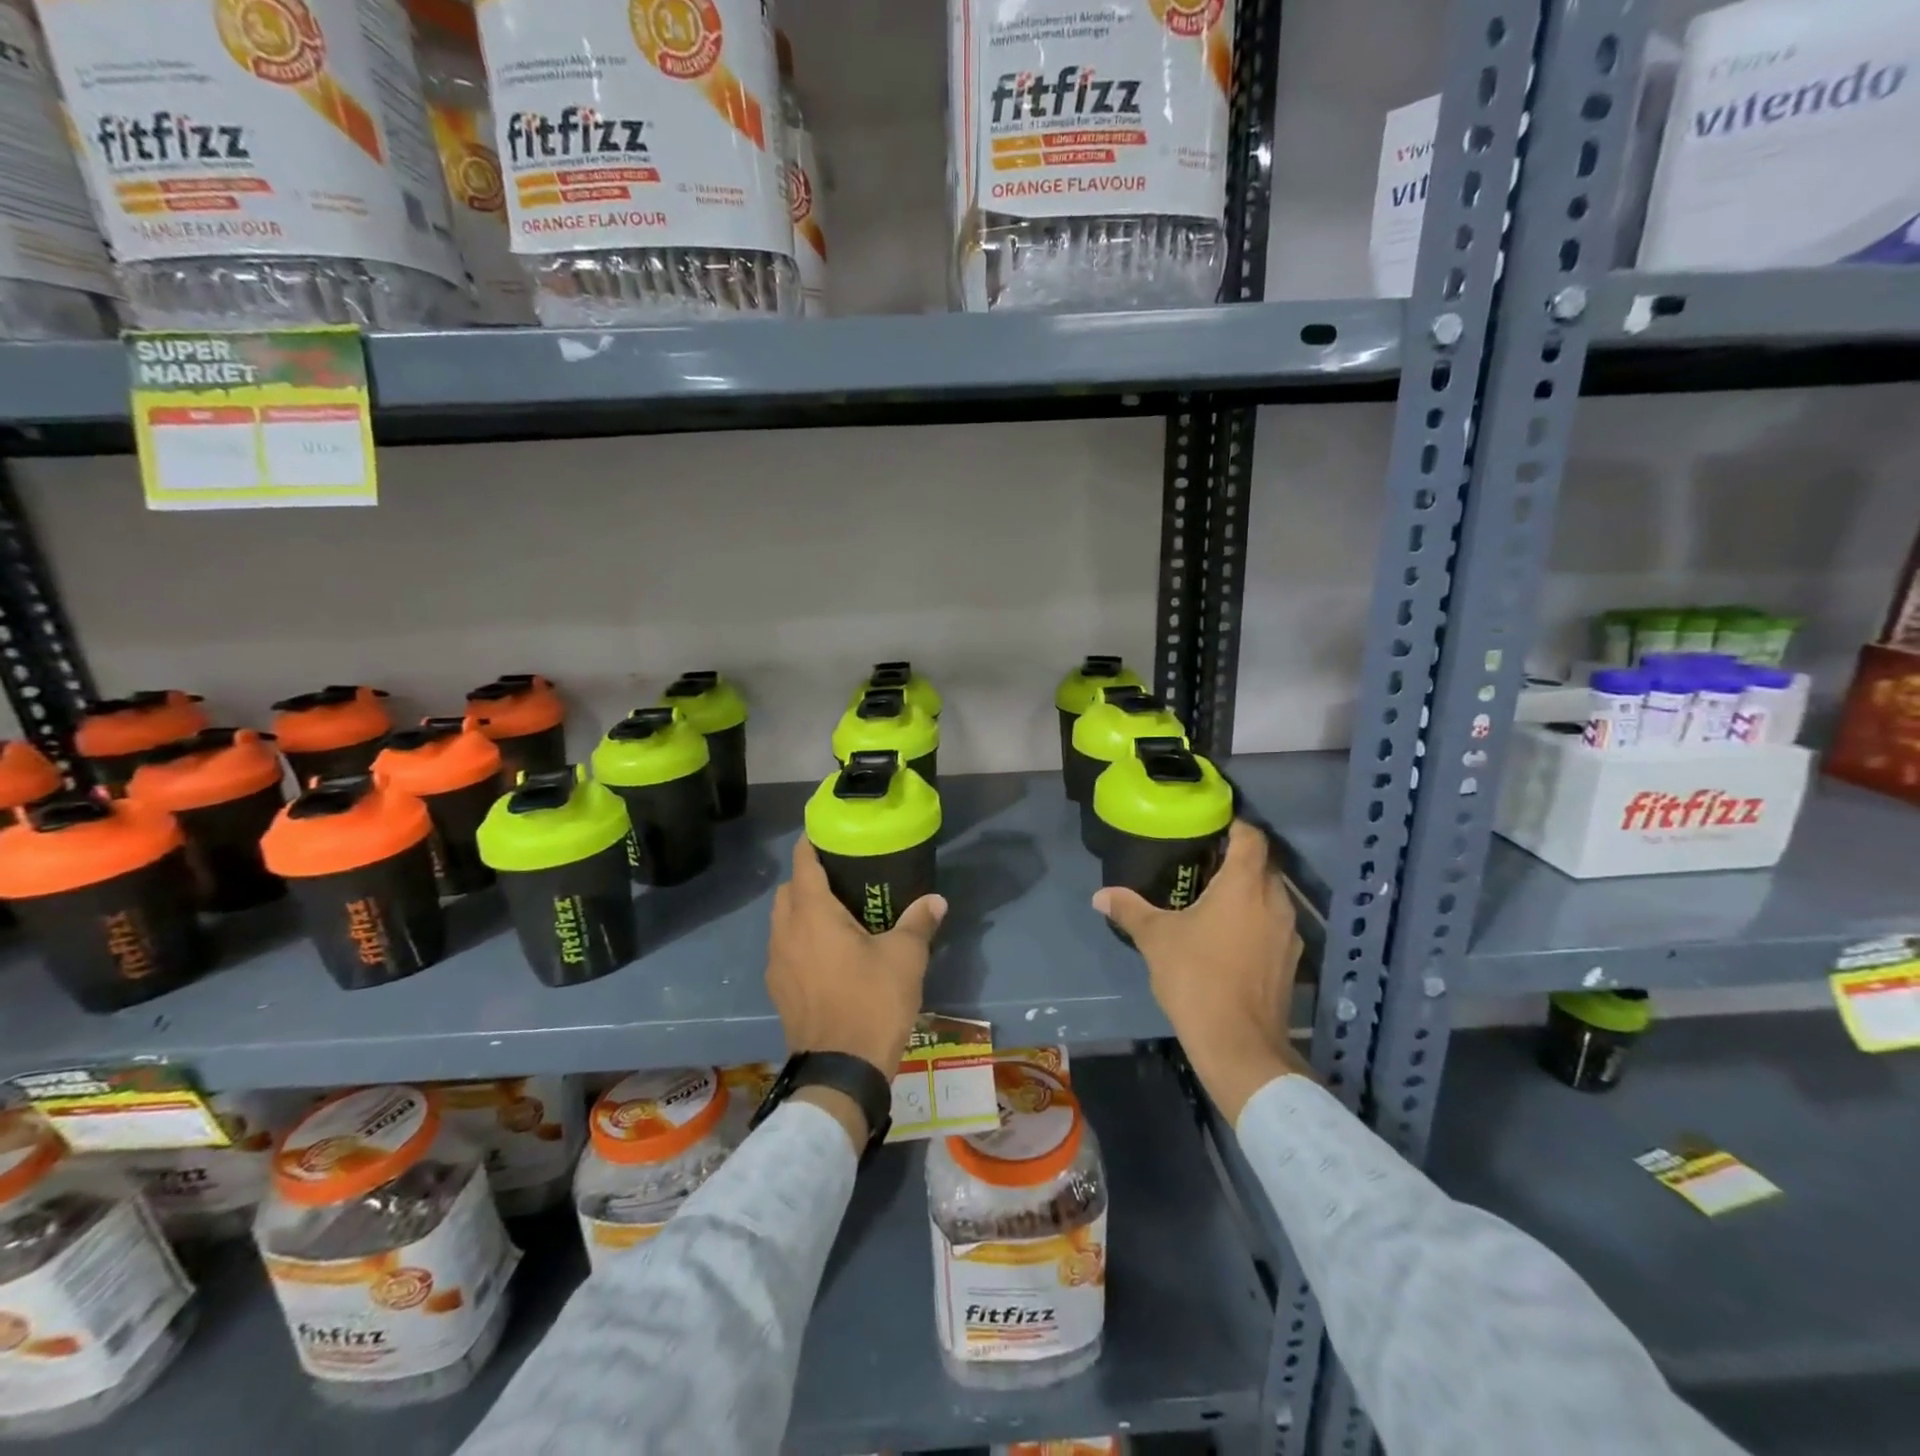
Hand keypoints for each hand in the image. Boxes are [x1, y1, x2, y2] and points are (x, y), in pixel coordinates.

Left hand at [767, 836, 946, 1145]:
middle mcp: (786, 932)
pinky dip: (800, 941)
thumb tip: (936, 900)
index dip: (812, 843)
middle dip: (808, 878)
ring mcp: (777, 964)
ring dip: (801, 912)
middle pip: (788, 890)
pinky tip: (828, 956)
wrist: (841, 1071)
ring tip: (837, 917)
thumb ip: (919, 922)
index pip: (803, 863)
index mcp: (812, 914)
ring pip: (782, 922)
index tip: (829, 834)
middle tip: (842, 880)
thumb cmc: (872, 1002)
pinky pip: (784, 950)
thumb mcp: (905, 958)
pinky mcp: (779, 990)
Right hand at [1093, 819, 1308, 1121]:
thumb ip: (1130, 909)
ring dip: (1248, 891)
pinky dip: (1255, 918)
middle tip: (1202, 862)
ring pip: (1271, 895)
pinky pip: (1274, 923)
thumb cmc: (1196, 978)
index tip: (1210, 827)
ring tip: (1213, 897)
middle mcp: (1274, 901)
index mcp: (1244, 886)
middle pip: (1263, 864)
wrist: (1239, 1045)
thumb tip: (1100, 895)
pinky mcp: (1290, 960)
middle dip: (1237, 859)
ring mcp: (1288, 932)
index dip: (1234, 825)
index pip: (1251, 837)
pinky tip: (1230, 935)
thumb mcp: (1155, 939)